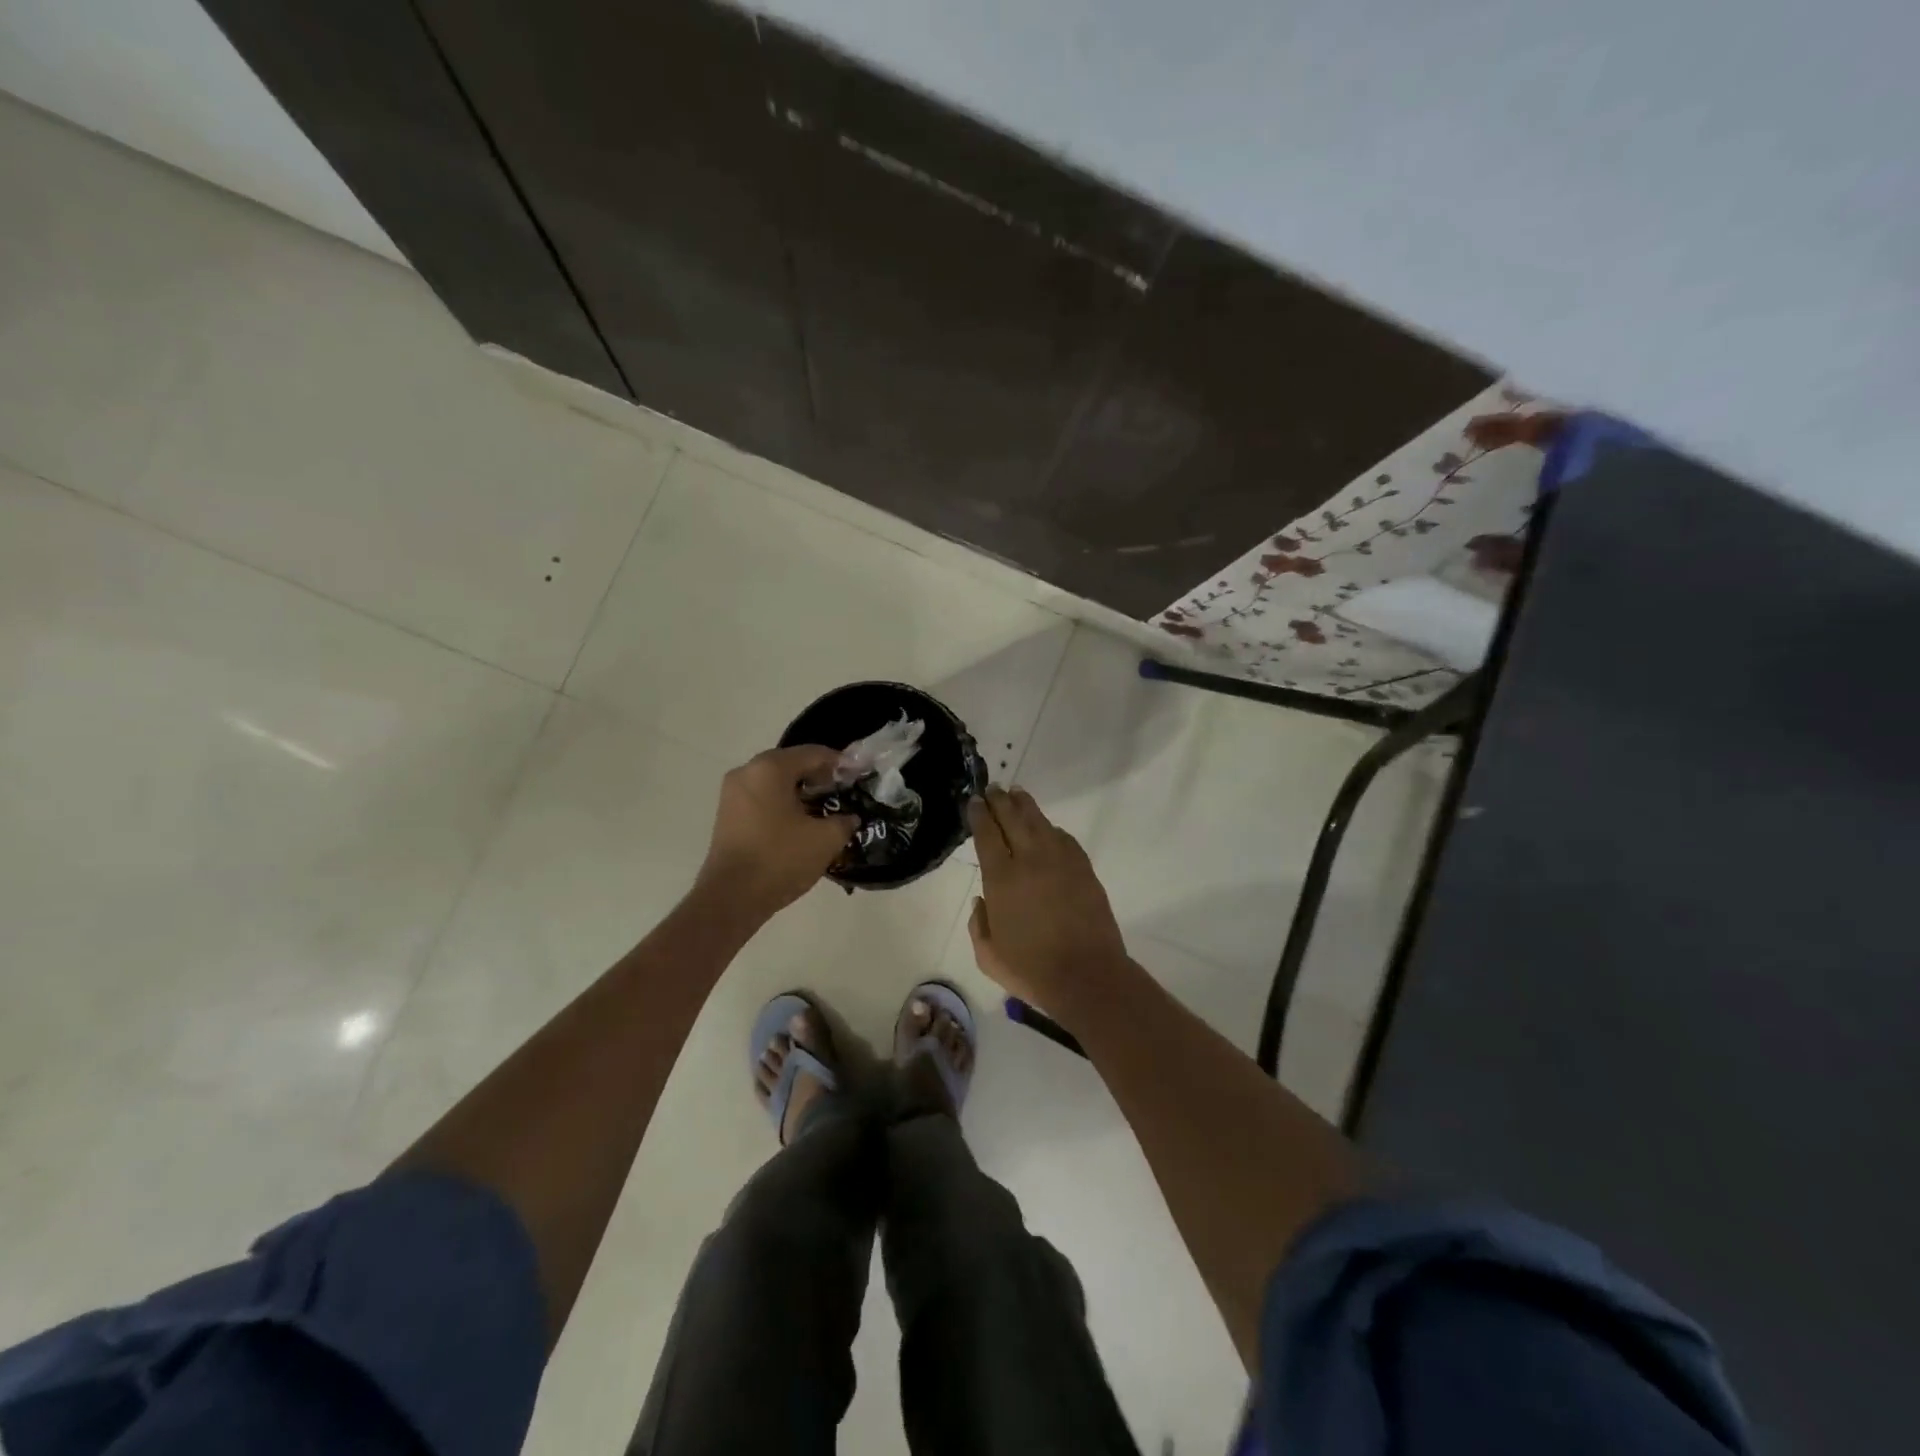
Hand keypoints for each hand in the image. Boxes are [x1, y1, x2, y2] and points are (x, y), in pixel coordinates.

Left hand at [696, 746, 856, 919]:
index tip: (859, 776)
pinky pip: (763, 798)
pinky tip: (802, 823)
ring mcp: (733, 793)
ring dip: (802, 792)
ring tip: (826, 810)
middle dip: (820, 777)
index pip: (813, 753)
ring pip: (776, 782)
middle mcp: (747, 772)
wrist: (731, 899)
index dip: (840, 764)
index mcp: (770, 768)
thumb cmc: (780, 859)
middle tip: (845, 793)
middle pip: (792, 764)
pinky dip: (784, 803)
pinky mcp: (728, 814)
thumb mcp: (825, 839)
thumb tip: (849, 817)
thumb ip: (844, 821)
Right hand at [967, 787, 1127, 1013]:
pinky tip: (1047, 829)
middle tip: (993, 789)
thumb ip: (979, 925)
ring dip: (1025, 805)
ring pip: (1040, 822)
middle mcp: (1029, 860)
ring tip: (1017, 794)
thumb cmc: (1031, 970)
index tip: (974, 801)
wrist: (1086, 976)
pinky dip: (1051, 829)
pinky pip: (1064, 839)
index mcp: (1001, 879)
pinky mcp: (1083, 868)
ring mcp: (1060, 861)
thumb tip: (982, 902)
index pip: (986, 834)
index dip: (979, 814)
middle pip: (1012, 819)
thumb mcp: (988, 956)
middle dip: (999, 801)